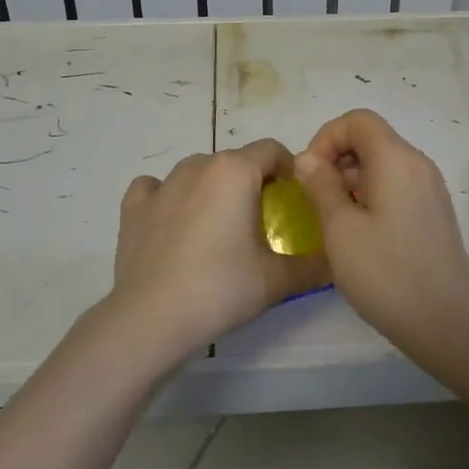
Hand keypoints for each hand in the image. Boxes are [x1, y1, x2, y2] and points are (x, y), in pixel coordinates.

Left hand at [108, 139, 330, 361]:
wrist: (152, 319)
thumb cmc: (221, 289)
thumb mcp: (278, 280)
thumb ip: (314, 265)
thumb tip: (335, 261)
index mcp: (235, 171)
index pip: (272, 150)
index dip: (289, 171)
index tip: (293, 202)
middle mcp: (198, 166)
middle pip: (235, 161)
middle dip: (252, 183)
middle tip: (260, 223)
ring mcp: (162, 185)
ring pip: (197, 172)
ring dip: (213, 189)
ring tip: (217, 229)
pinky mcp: (133, 207)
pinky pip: (156, 188)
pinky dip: (168, 198)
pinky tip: (173, 223)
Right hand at [292, 110, 468, 340]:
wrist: (447, 322)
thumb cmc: (386, 273)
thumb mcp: (340, 229)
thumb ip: (320, 186)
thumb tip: (308, 159)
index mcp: (396, 159)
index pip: (358, 120)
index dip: (326, 138)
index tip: (309, 174)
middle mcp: (418, 164)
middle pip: (371, 139)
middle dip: (336, 160)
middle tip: (316, 199)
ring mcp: (430, 189)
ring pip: (383, 164)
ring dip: (351, 180)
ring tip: (333, 221)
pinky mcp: (433, 213)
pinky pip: (396, 186)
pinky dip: (371, 196)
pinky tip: (359, 234)